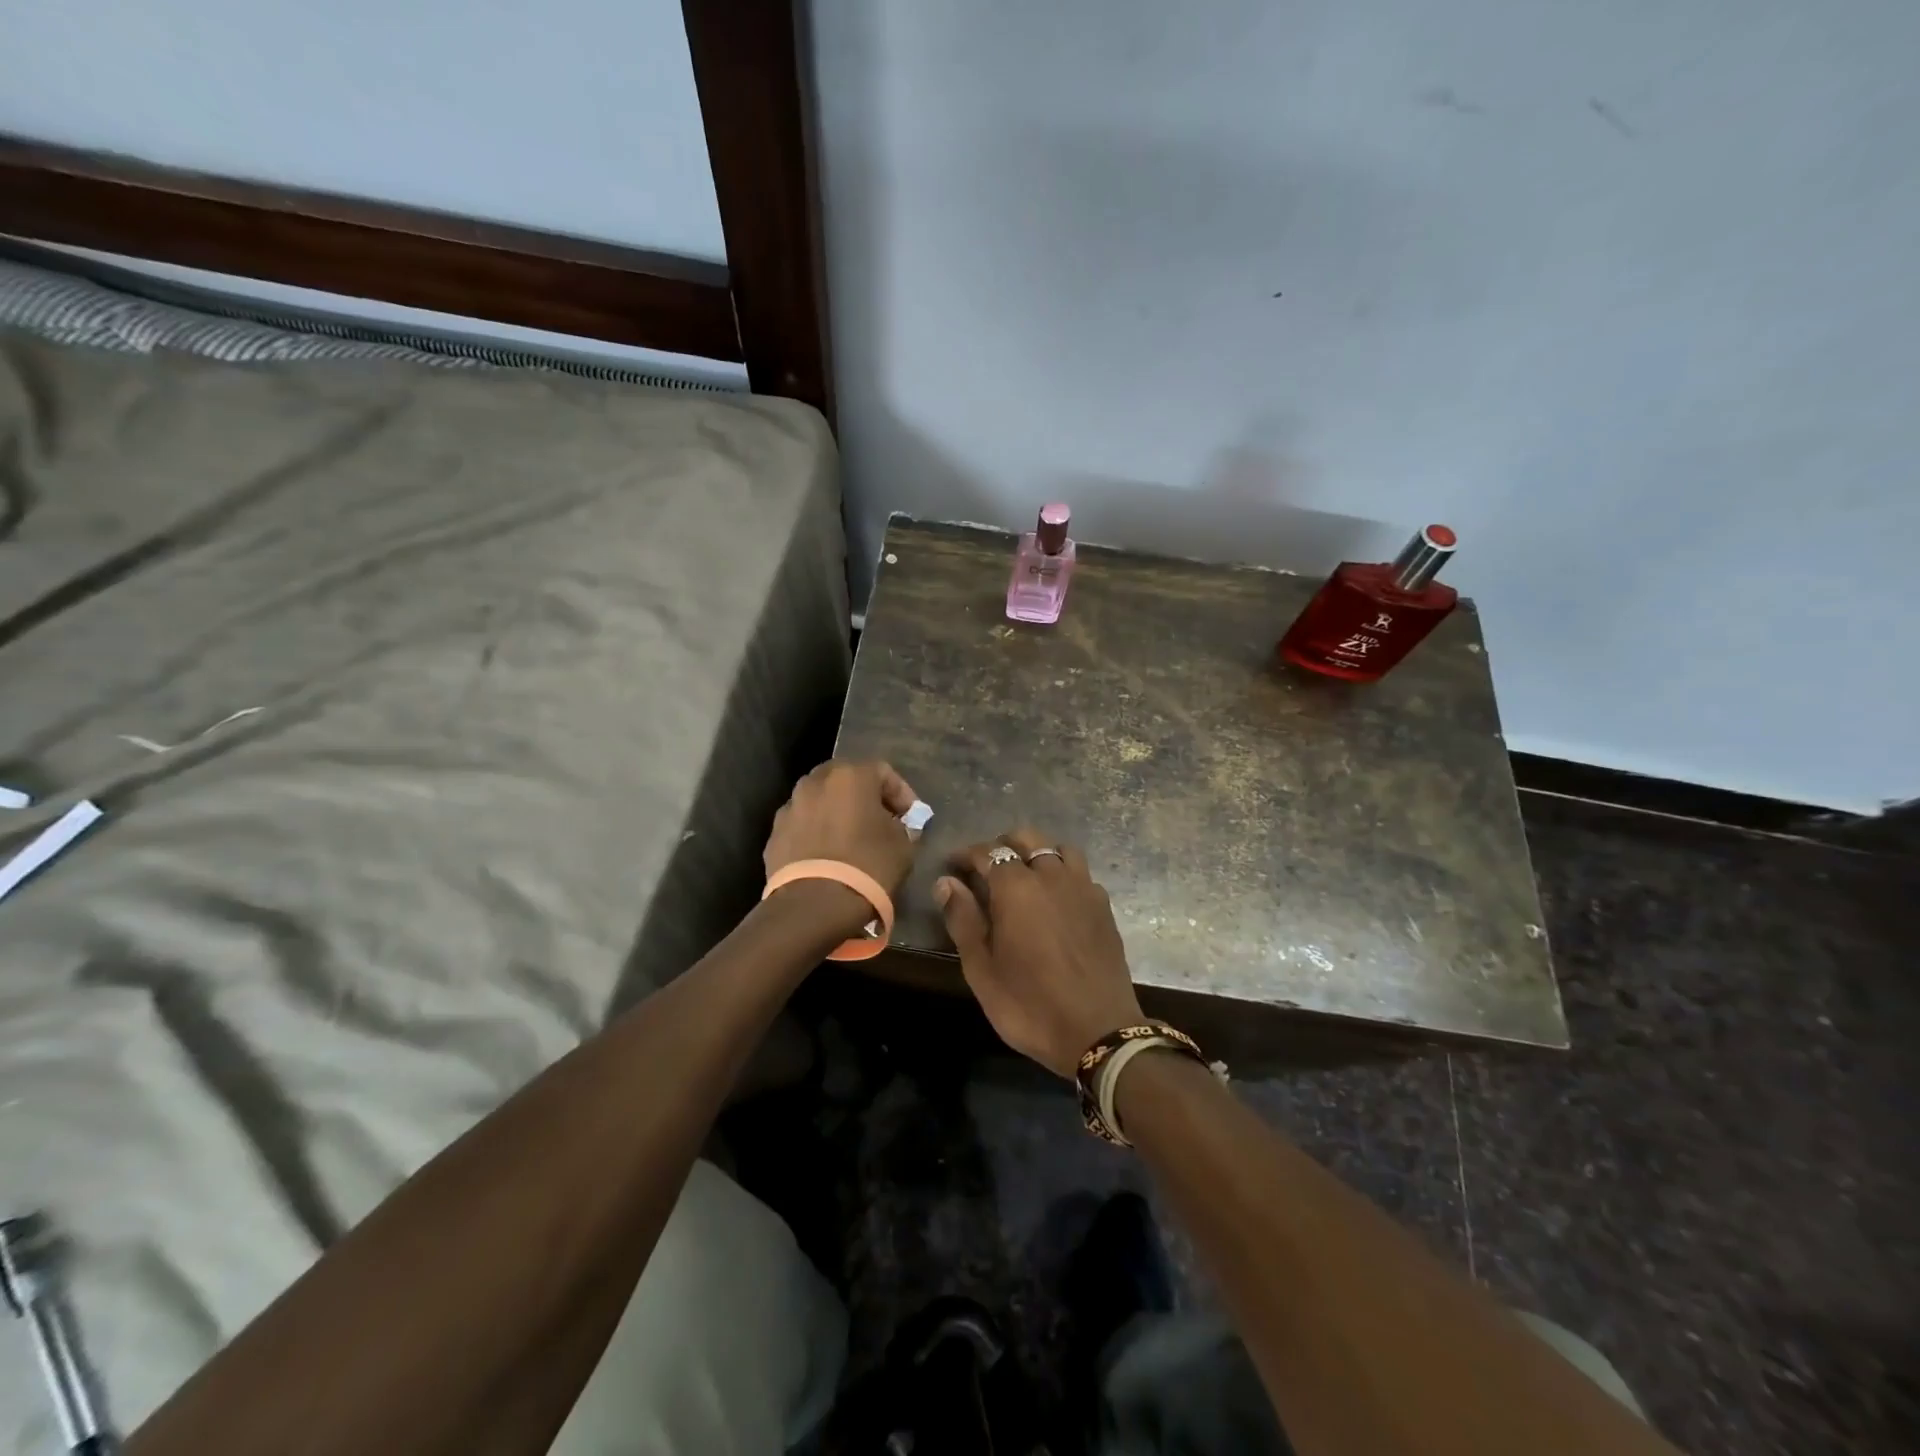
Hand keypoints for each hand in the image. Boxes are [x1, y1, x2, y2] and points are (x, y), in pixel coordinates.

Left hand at [764, 760, 920, 936]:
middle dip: (865, 798)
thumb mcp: (903, 846)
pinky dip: (816, 834)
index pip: (883, 772)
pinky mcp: (774, 834)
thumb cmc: (868, 866)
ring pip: (820, 802)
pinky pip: (803, 826)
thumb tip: (897, 827)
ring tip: (851, 840)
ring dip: (837, 814)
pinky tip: (827, 857)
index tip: (910, 818)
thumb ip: (903, 828)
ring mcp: (790, 807)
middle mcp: (815, 782)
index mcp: (850, 775)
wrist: (814, 905)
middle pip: (846, 780)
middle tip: (880, 822)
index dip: (901, 794)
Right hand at [935, 829, 1144, 1077]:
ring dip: (1037, 852)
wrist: (1099, 1032)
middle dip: (1002, 845)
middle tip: (986, 868)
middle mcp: (1051, 876)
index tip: (952, 866)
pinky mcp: (1103, 906)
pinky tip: (1056, 897)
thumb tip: (946, 882)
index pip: (987, 852)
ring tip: (1024, 876)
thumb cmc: (1029, 1005)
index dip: (966, 855)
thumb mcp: (982, 970)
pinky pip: (1081, 872)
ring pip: (1058, 848)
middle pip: (1026, 838)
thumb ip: (963, 920)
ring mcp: (1083, 888)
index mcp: (1016, 888)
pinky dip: (1064, 872)